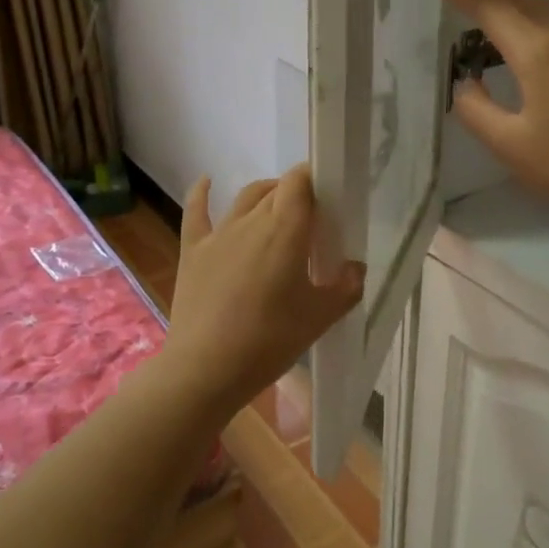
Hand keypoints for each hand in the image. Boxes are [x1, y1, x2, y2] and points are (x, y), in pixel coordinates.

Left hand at [160, 165, 364, 410]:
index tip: (328, 194)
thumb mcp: (320, 318)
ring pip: (245, 198)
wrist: (206, 368)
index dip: (314, 178)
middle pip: (276, 189)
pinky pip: (197, 212)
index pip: (300, 182)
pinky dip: (202, 193)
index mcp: (285, 230)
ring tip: (278, 207)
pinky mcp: (193, 250)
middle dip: (296, 194)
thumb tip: (355, 268)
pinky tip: (207, 181)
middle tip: (311, 219)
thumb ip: (346, 287)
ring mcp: (218, 234)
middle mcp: (251, 221)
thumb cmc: (269, 341)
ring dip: (265, 194)